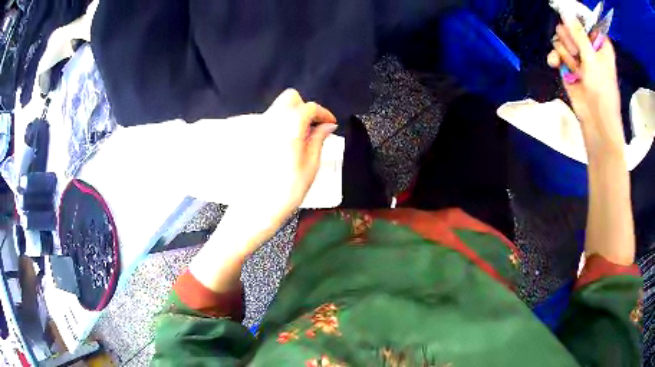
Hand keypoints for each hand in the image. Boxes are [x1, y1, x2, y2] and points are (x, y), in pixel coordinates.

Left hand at [230, 89, 336, 250]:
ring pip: (277, 108)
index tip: (331, 124)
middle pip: (290, 99)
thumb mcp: (311, 165)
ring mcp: (258, 128)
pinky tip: (285, 144)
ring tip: (301, 137)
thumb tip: (327, 126)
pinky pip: (268, 122)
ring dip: (292, 115)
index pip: (310, 107)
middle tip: (314, 127)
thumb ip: (319, 139)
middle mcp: (271, 120)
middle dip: (305, 107)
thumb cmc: (287, 190)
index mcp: (289, 125)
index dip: (324, 113)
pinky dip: (280, 125)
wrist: (256, 208)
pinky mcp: (250, 138)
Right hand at [547, 17, 624, 155]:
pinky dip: (555, 58)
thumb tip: (565, 10)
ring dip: (565, 53)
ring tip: (575, 68)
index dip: (576, 17)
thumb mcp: (593, 60)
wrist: (596, 122)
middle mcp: (588, 46)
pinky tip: (555, 64)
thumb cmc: (602, 92)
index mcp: (599, 43)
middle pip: (570, 26)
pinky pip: (556, 52)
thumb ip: (578, 34)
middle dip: (570, 39)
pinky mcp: (568, 66)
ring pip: (562, 38)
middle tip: (577, 53)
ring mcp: (578, 56)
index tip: (567, 17)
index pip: (585, 19)